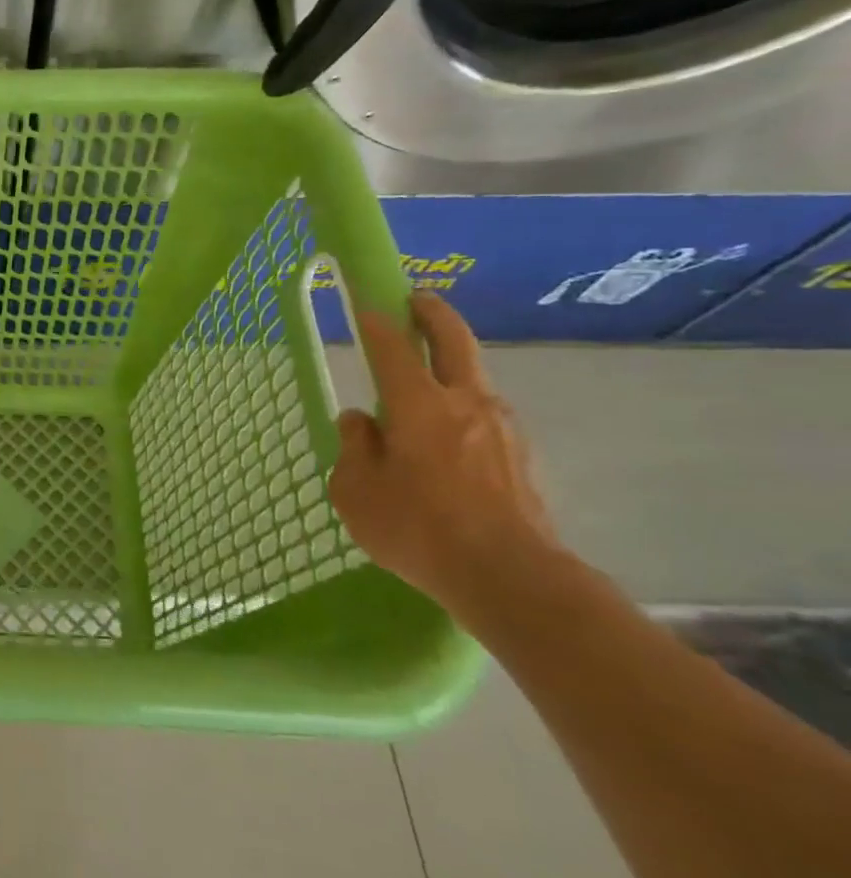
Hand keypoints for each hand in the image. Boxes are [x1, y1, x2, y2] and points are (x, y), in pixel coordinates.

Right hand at [328, 292, 560, 617]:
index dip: (376, 323)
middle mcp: (465, 402)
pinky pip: (486, 416)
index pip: (392, 348)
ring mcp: (502, 428)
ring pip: (475, 378)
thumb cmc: (418, 528)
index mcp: (418, 404)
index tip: (365, 306)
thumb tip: (361, 421)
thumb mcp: (356, 490)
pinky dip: (465, 406)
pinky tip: (450, 435)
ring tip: (427, 379)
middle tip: (417, 300)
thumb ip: (355, 447)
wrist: (510, 577)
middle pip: (454, 341)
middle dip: (434, 314)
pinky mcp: (523, 456)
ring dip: (452, 364)